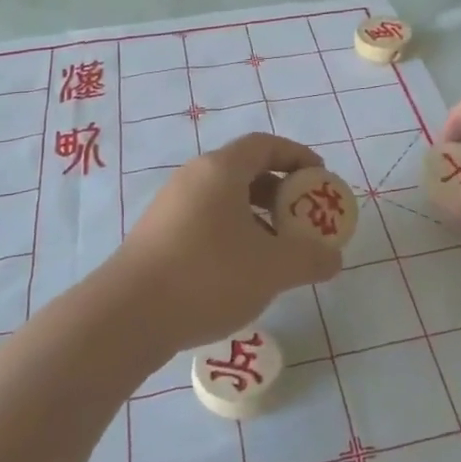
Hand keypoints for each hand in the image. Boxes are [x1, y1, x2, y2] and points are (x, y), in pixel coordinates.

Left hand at [114, 133, 344, 349]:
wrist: (127, 316)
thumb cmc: (208, 276)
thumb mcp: (273, 268)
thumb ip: (311, 258)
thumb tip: (333, 258)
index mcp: (221, 170)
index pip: (265, 145)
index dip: (298, 156)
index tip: (320, 178)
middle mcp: (193, 178)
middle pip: (245, 169)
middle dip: (280, 190)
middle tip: (302, 217)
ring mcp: (171, 206)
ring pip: (224, 198)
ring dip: (257, 215)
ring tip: (277, 249)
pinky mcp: (157, 235)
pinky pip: (206, 220)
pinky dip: (233, 232)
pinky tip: (242, 270)